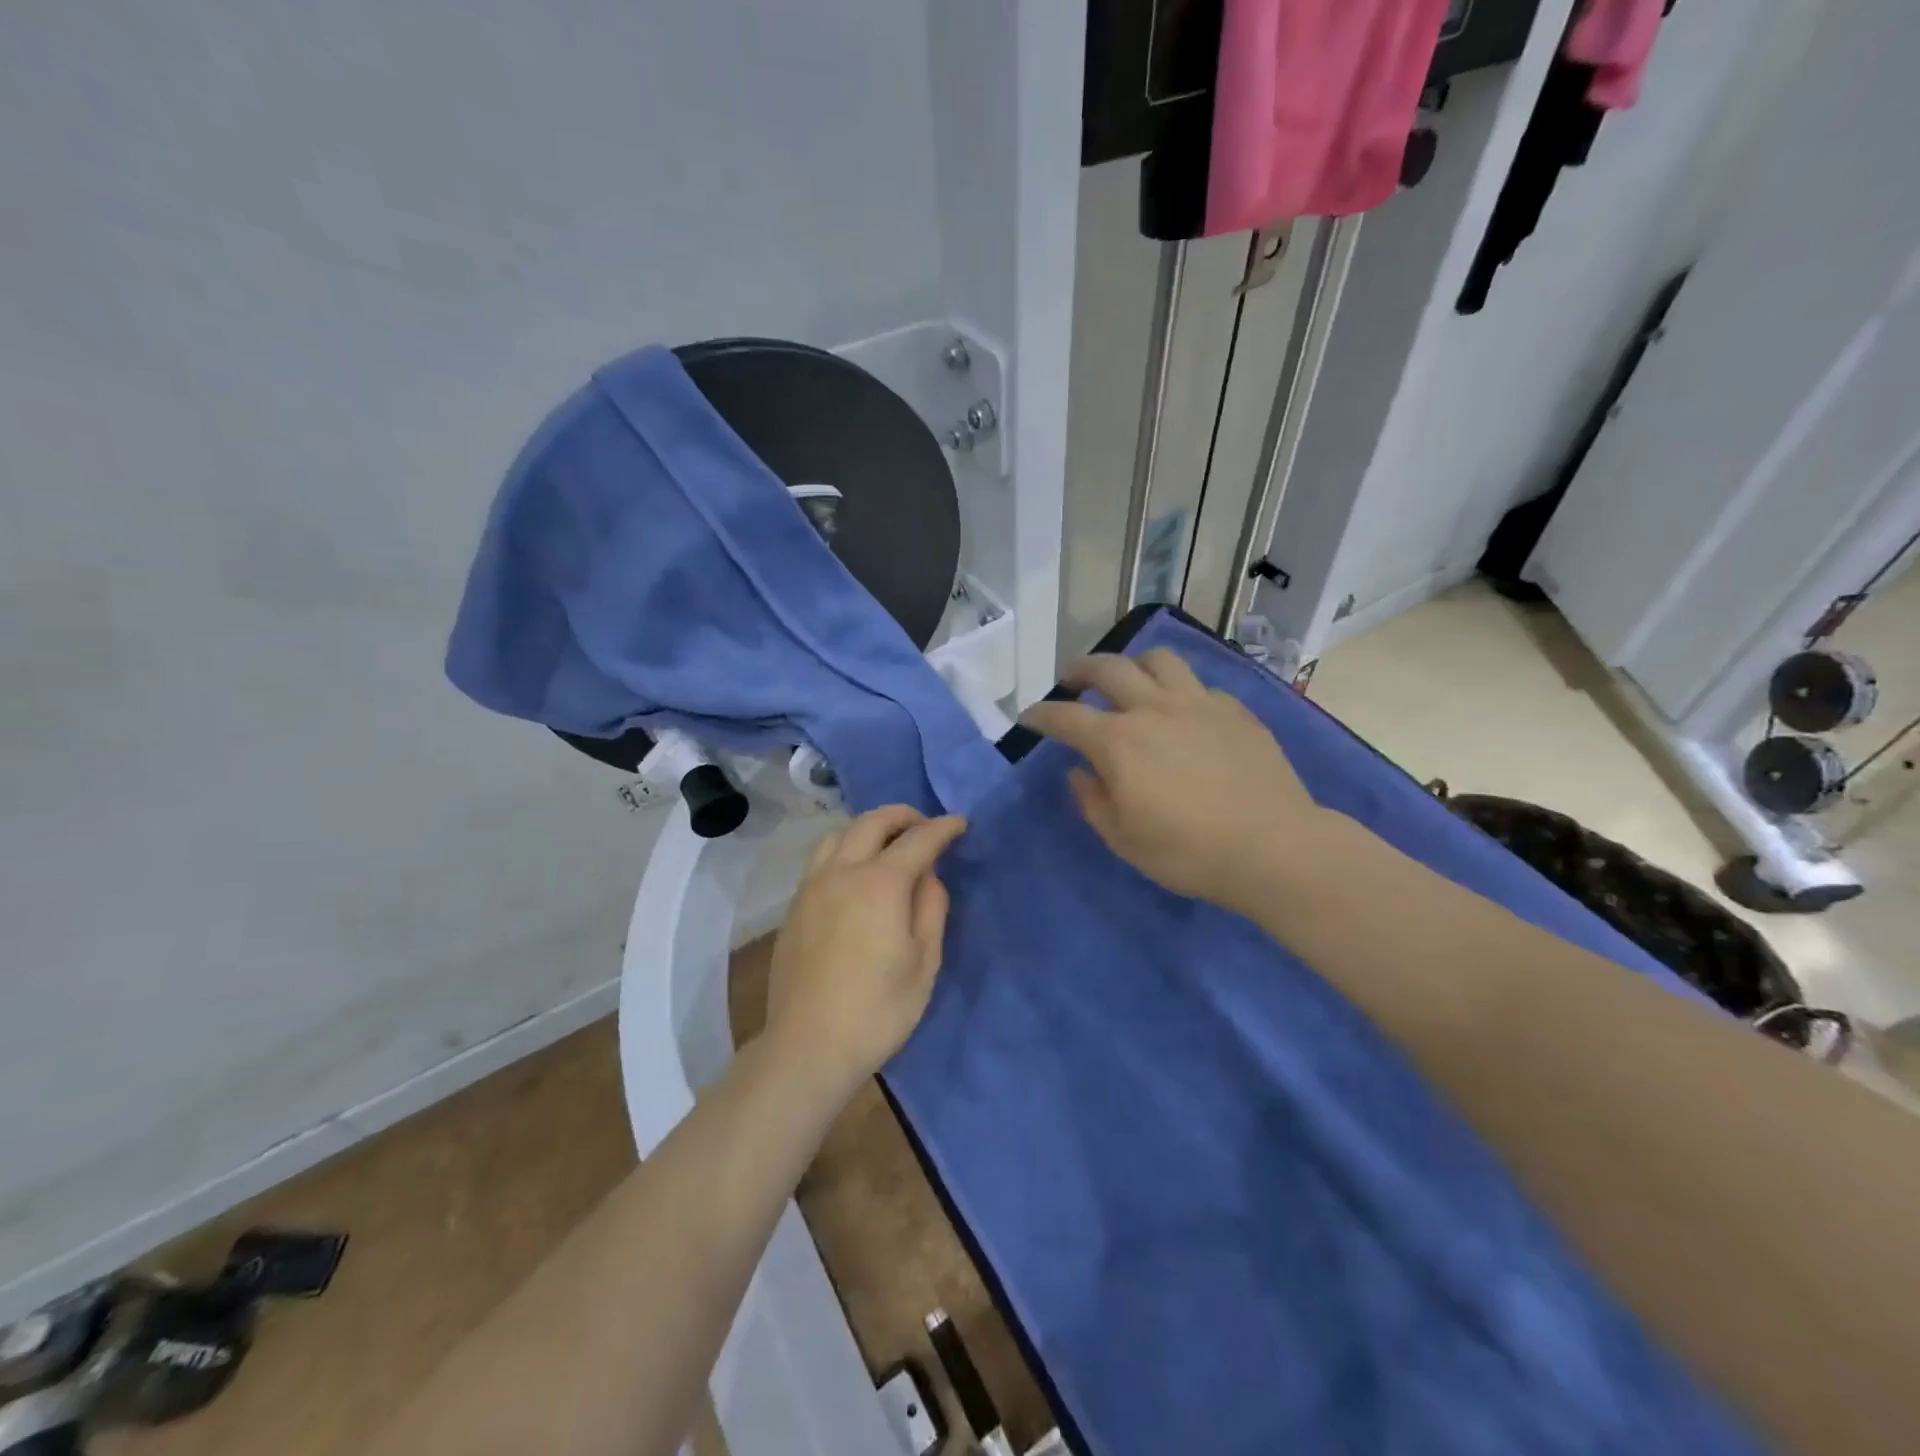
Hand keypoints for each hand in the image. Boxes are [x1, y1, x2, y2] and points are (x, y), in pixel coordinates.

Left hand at [765, 806, 967, 1098]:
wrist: (807, 1047)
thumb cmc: (877, 1010)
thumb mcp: (924, 963)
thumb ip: (931, 908)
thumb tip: (928, 876)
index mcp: (880, 884)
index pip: (918, 840)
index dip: (943, 828)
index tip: (960, 823)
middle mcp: (841, 872)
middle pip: (872, 822)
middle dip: (903, 816)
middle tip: (925, 826)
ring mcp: (811, 887)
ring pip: (838, 834)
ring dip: (868, 828)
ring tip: (887, 844)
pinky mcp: (794, 907)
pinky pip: (821, 860)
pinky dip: (845, 849)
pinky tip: (855, 874)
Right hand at [1019, 648, 1329, 915]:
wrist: (1273, 847)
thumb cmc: (1188, 851)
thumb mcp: (1123, 839)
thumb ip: (1093, 800)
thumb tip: (1080, 772)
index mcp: (1119, 742)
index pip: (1066, 717)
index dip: (1041, 714)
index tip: (1028, 717)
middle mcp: (1154, 709)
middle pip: (1108, 668)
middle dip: (1080, 669)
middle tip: (1071, 679)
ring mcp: (1199, 703)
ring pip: (1158, 660)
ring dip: (1133, 664)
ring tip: (1128, 680)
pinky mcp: (1235, 711)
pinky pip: (1198, 686)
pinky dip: (1178, 691)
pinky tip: (1182, 712)